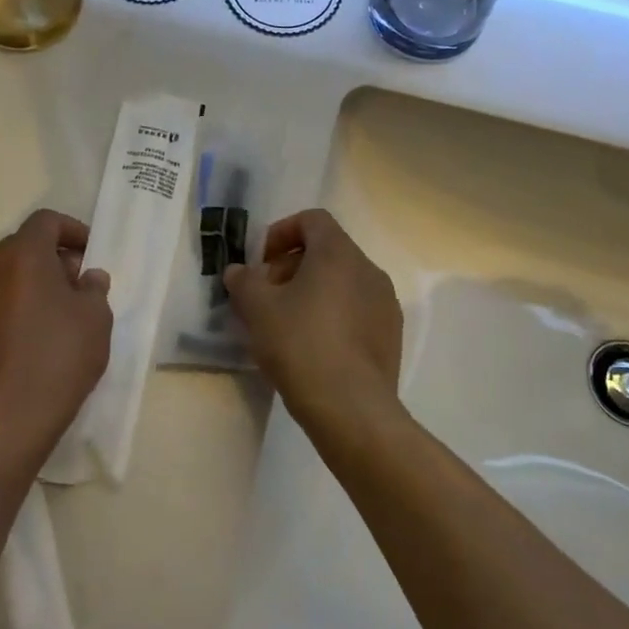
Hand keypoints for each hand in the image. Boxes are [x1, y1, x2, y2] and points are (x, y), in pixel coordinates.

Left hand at [0, 209, 111, 462]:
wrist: (3, 420)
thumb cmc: (58, 357)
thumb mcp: (95, 318)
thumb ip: (94, 288)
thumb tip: (87, 277)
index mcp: (23, 255)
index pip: (46, 221)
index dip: (73, 230)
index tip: (91, 254)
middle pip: (24, 246)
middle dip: (54, 258)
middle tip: (79, 285)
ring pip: (7, 276)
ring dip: (33, 284)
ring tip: (59, 315)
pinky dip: (15, 307)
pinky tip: (34, 339)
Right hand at [224, 209, 404, 437]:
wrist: (351, 409)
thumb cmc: (300, 345)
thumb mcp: (258, 309)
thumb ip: (244, 281)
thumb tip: (238, 271)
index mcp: (338, 253)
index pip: (312, 220)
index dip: (282, 232)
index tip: (261, 261)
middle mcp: (368, 269)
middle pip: (327, 250)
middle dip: (292, 265)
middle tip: (267, 295)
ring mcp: (385, 303)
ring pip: (343, 281)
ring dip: (313, 291)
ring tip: (287, 323)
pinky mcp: (391, 335)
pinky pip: (357, 309)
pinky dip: (334, 314)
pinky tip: (313, 346)